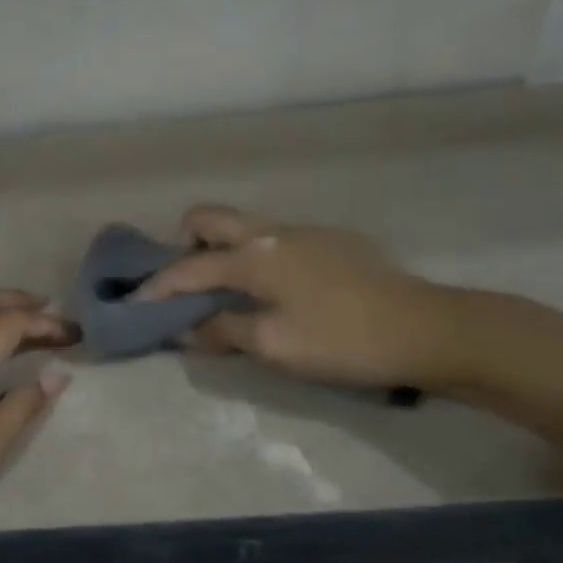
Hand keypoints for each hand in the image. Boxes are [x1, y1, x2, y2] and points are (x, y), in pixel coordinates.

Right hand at [133, 205, 454, 387]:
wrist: (428, 329)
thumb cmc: (341, 340)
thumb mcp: (273, 346)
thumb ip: (223, 331)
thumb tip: (187, 329)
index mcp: (255, 256)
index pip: (189, 267)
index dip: (157, 287)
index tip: (135, 303)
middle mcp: (274, 232)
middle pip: (210, 217)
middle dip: (184, 244)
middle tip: (187, 283)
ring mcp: (307, 232)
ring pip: (246, 227)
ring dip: (223, 251)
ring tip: (229, 292)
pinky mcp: (334, 241)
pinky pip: (277, 239)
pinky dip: (258, 258)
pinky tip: (279, 293)